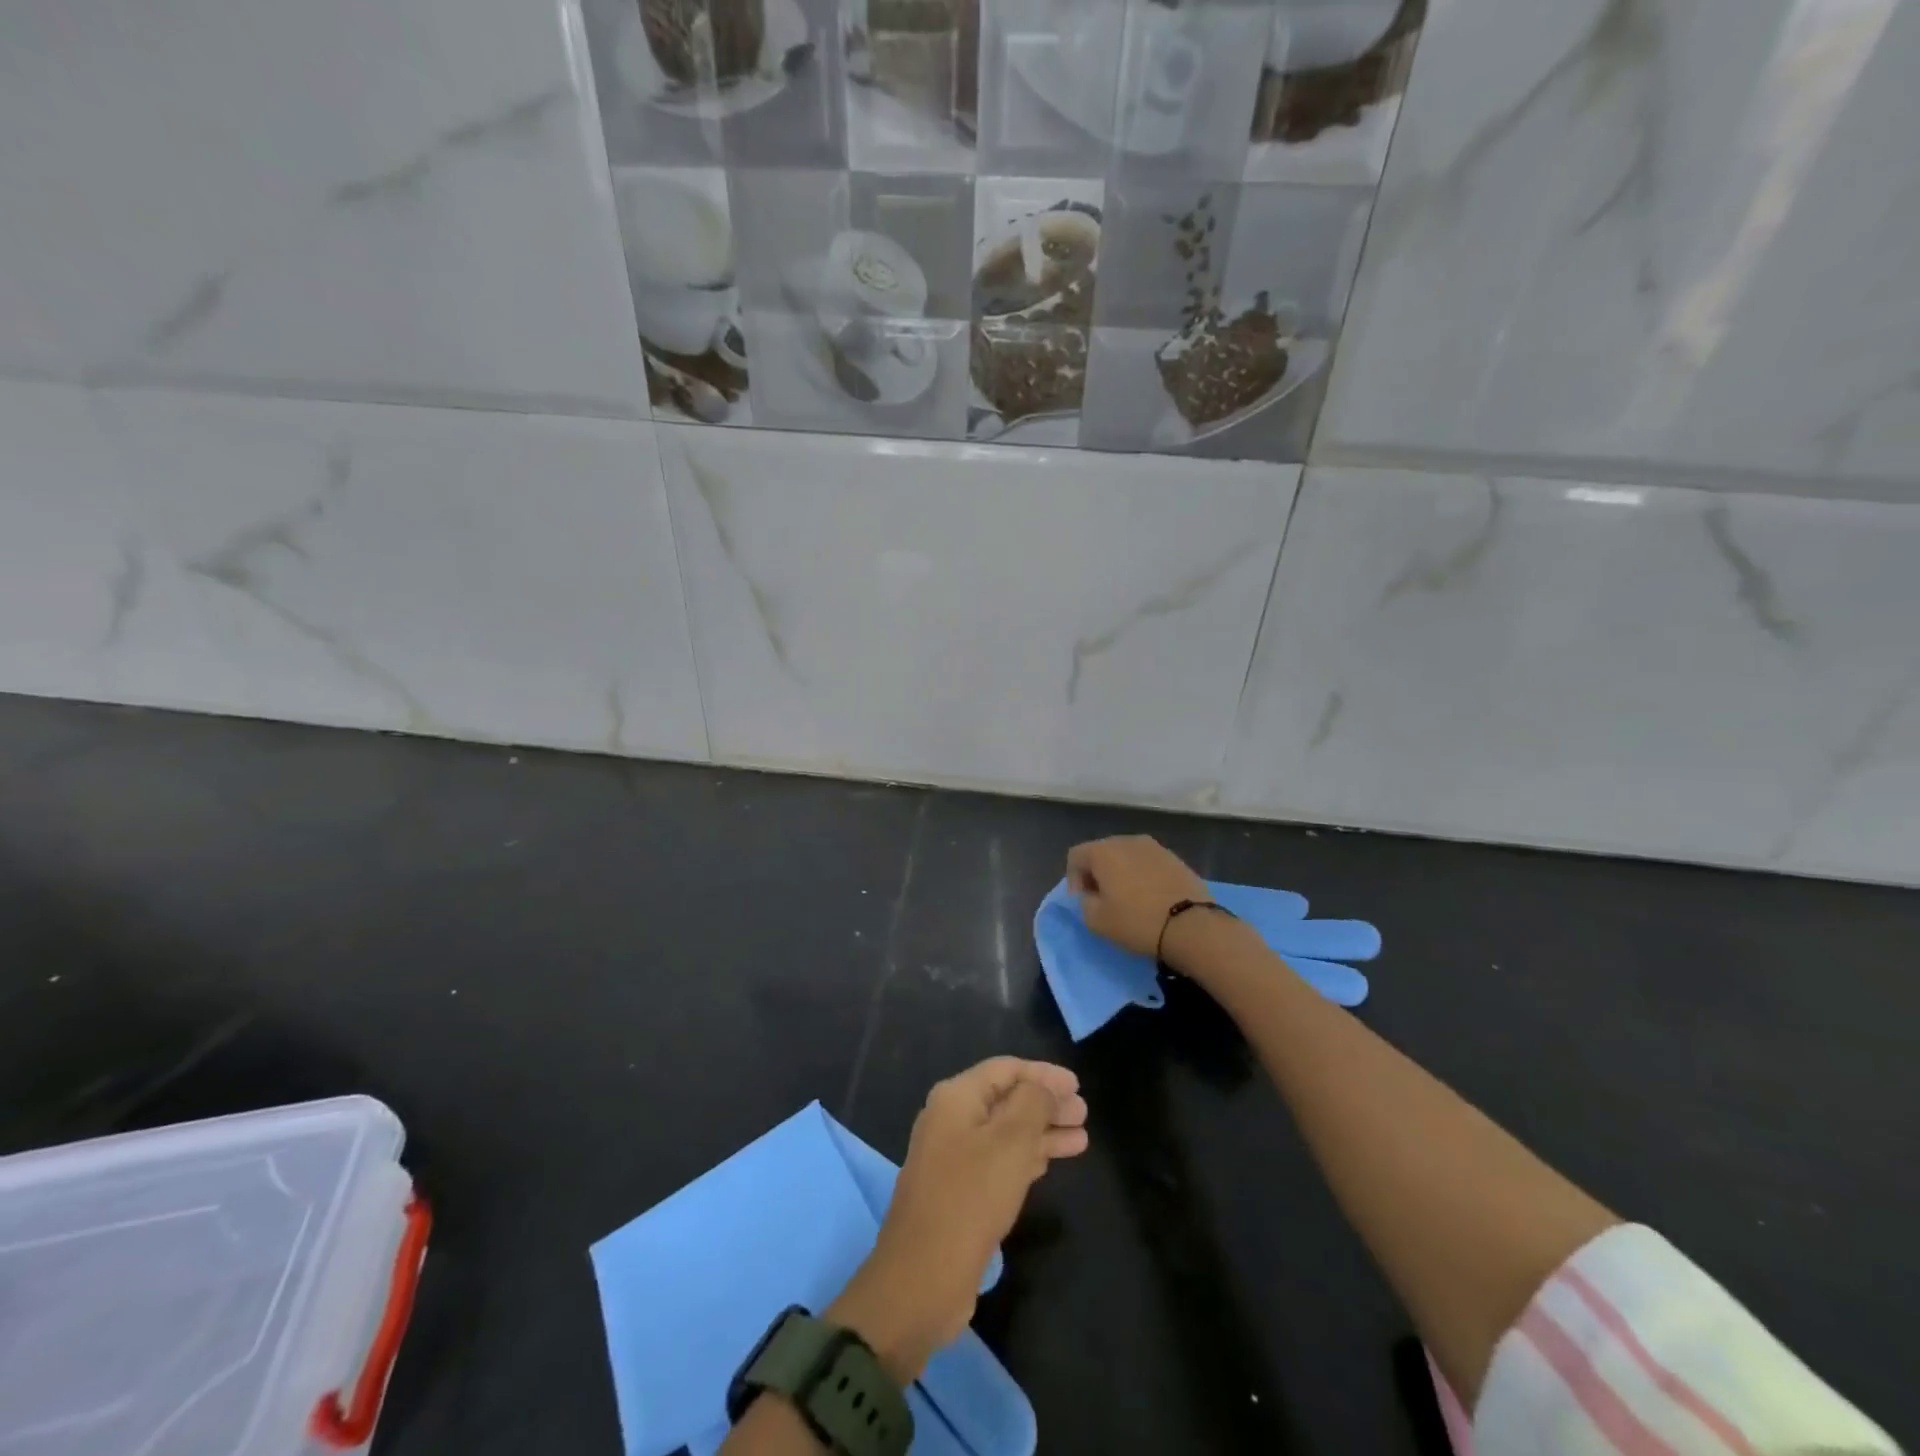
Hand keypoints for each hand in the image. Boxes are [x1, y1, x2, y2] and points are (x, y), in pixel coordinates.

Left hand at [831, 1058, 1087, 1379]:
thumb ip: (1033, 1104)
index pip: (1005, 1069)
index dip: (1043, 1074)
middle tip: (1084, 1114)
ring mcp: (952, 1157)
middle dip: (1046, 1104)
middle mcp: (950, 1119)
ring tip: (1081, 1139)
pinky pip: (998, 1161)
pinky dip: (1026, 1157)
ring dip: (1042, 1132)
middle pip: (1006, 1100)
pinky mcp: (958, 1191)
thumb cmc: (970, 1197)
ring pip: (1005, 1133)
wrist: (922, 1277)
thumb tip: (1044, 1088)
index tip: (1077, 1085)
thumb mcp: (1010, 1142)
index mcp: (956, 1097)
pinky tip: (1049, 1162)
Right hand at [1066, 835, 1210, 959]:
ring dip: (1121, 873)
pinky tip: (1150, 898)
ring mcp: (1155, 847)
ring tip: (1128, 899)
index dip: (1073, 879)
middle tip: (1102, 899)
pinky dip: (1143, 876)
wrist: (1192, 926)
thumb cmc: (1137, 921)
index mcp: (1103, 851)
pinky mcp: (1176, 858)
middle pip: (1101, 852)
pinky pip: (1148, 863)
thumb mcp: (1097, 921)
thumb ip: (1084, 903)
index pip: (1075, 856)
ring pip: (1127, 856)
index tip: (1083, 901)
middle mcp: (1127, 841)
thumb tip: (1091, 895)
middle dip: (1097, 874)